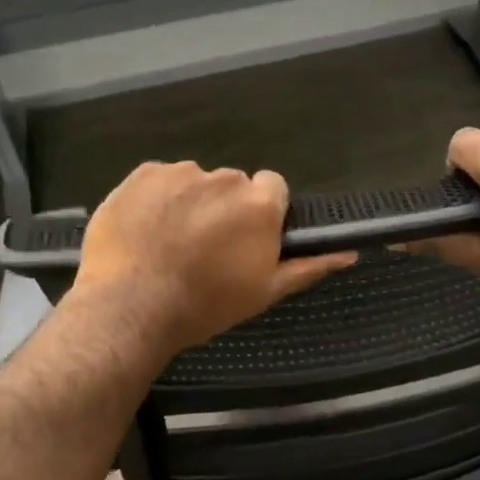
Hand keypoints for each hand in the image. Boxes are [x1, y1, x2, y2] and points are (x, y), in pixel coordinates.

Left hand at [73, 162, 355, 359]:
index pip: (273, 188)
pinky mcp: (141, 174)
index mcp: (259, 204)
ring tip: (170, 242)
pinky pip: (160, 180)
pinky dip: (157, 199)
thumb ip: (308, 266)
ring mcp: (180, 173)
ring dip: (190, 202)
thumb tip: (349, 252)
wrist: (130, 307)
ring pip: (195, 181)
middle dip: (225, 208)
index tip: (247, 239)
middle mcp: (224, 178)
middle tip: (207, 247)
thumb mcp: (264, 292)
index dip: (262, 213)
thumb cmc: (205, 305)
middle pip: (233, 185)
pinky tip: (146, 230)